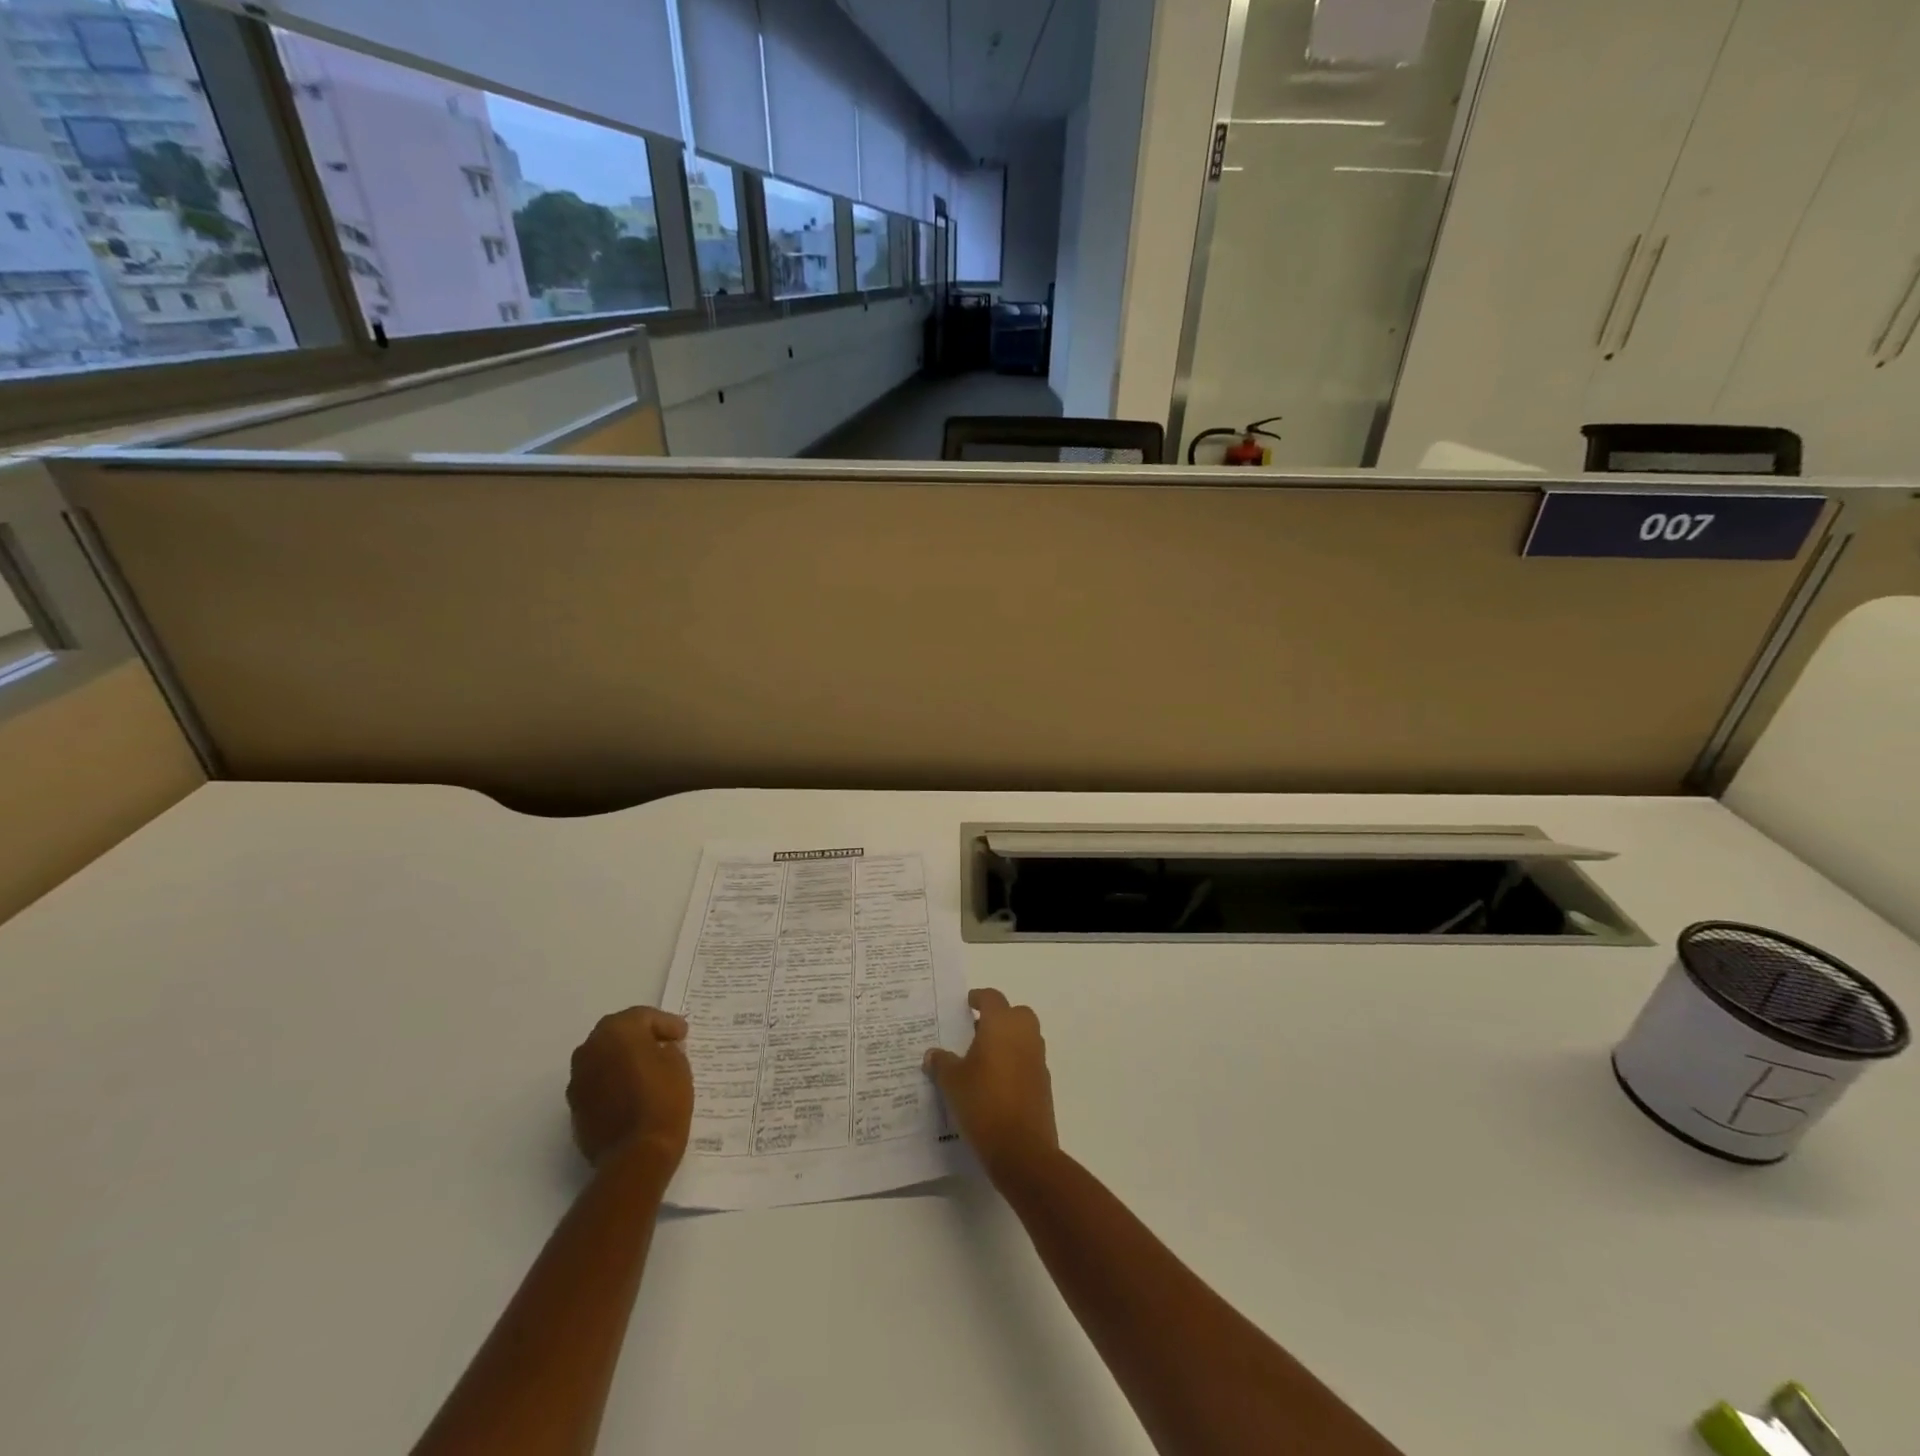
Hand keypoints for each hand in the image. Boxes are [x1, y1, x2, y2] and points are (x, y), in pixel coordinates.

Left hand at [567, 1007, 693, 1169]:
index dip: (666, 1024)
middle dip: (641, 1037)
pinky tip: (632, 1092)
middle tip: (664, 1045)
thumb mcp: (678, 1064)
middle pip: (618, 1033)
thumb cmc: (662, 1100)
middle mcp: (590, 1049)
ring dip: (623, 1059)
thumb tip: (659, 1050)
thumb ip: (666, 1049)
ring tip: (647, 1070)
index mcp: (617, 1031)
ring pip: (604, 1058)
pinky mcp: (575, 1107)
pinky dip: (613, 1081)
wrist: (636, 1156)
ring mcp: (578, 1080)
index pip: (643, 1017)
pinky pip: (598, 1082)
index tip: (683, 1035)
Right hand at [923, 988, 1058, 1179]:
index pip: (992, 998)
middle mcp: (1025, 1034)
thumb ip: (942, 1063)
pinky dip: (1015, 1062)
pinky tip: (995, 1083)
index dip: (978, 998)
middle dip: (998, 1018)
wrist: (1021, 1149)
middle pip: (1015, 1013)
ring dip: (1007, 1040)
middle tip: (975, 1031)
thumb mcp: (952, 1082)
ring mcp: (1038, 1059)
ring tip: (982, 1059)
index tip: (967, 1004)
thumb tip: (933, 1054)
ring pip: (1024, 1037)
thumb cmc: (983, 1103)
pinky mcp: (1044, 1083)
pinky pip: (1028, 1061)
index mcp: (1002, 1024)